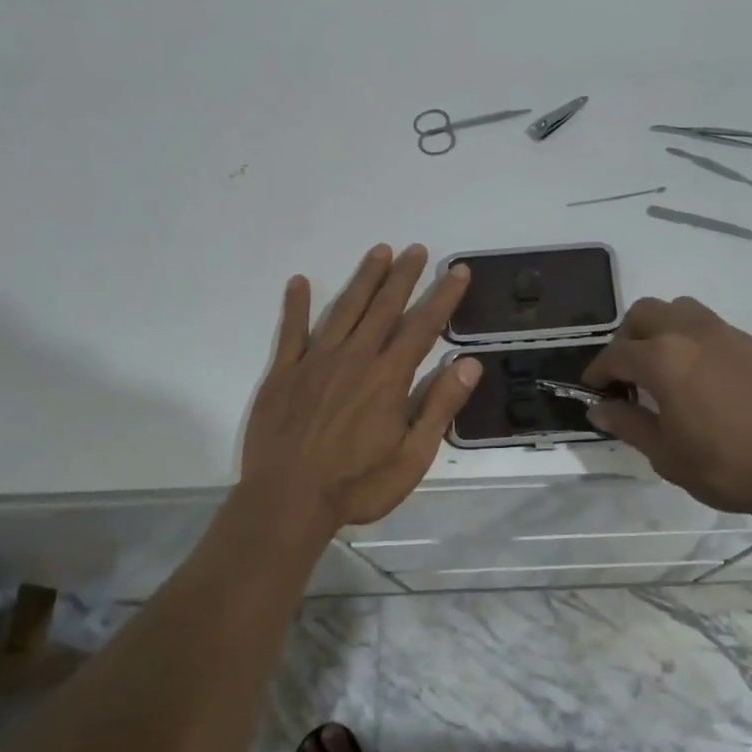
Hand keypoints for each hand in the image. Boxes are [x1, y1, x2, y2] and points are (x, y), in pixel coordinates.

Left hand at [242, 244, 481, 528]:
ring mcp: (315, 362)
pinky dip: (296, 305)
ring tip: (378, 252)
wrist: (287, 502)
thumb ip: (439, 407)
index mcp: (388, 378)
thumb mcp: (413, 457)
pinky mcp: (283, 373)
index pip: (422, 327)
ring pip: (344, 310)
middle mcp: (354, 358)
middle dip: (403, 276)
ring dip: (363, 280)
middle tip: (416, 249)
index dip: (442, 297)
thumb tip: (468, 364)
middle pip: (383, 308)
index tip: (457, 271)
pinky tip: (299, 282)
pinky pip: (291, 331)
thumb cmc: (357, 485)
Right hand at [584, 296, 751, 523]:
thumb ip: (629, 424)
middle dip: (626, 338)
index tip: (593, 390)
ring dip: (662, 329)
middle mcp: (692, 333)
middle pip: (645, 313)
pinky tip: (705, 380)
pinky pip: (714, 328)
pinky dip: (695, 342)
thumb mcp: (667, 455)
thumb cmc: (728, 466)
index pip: (616, 354)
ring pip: (682, 310)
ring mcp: (729, 334)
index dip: (598, 371)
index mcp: (663, 359)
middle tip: (627, 374)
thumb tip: (599, 408)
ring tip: (665, 368)